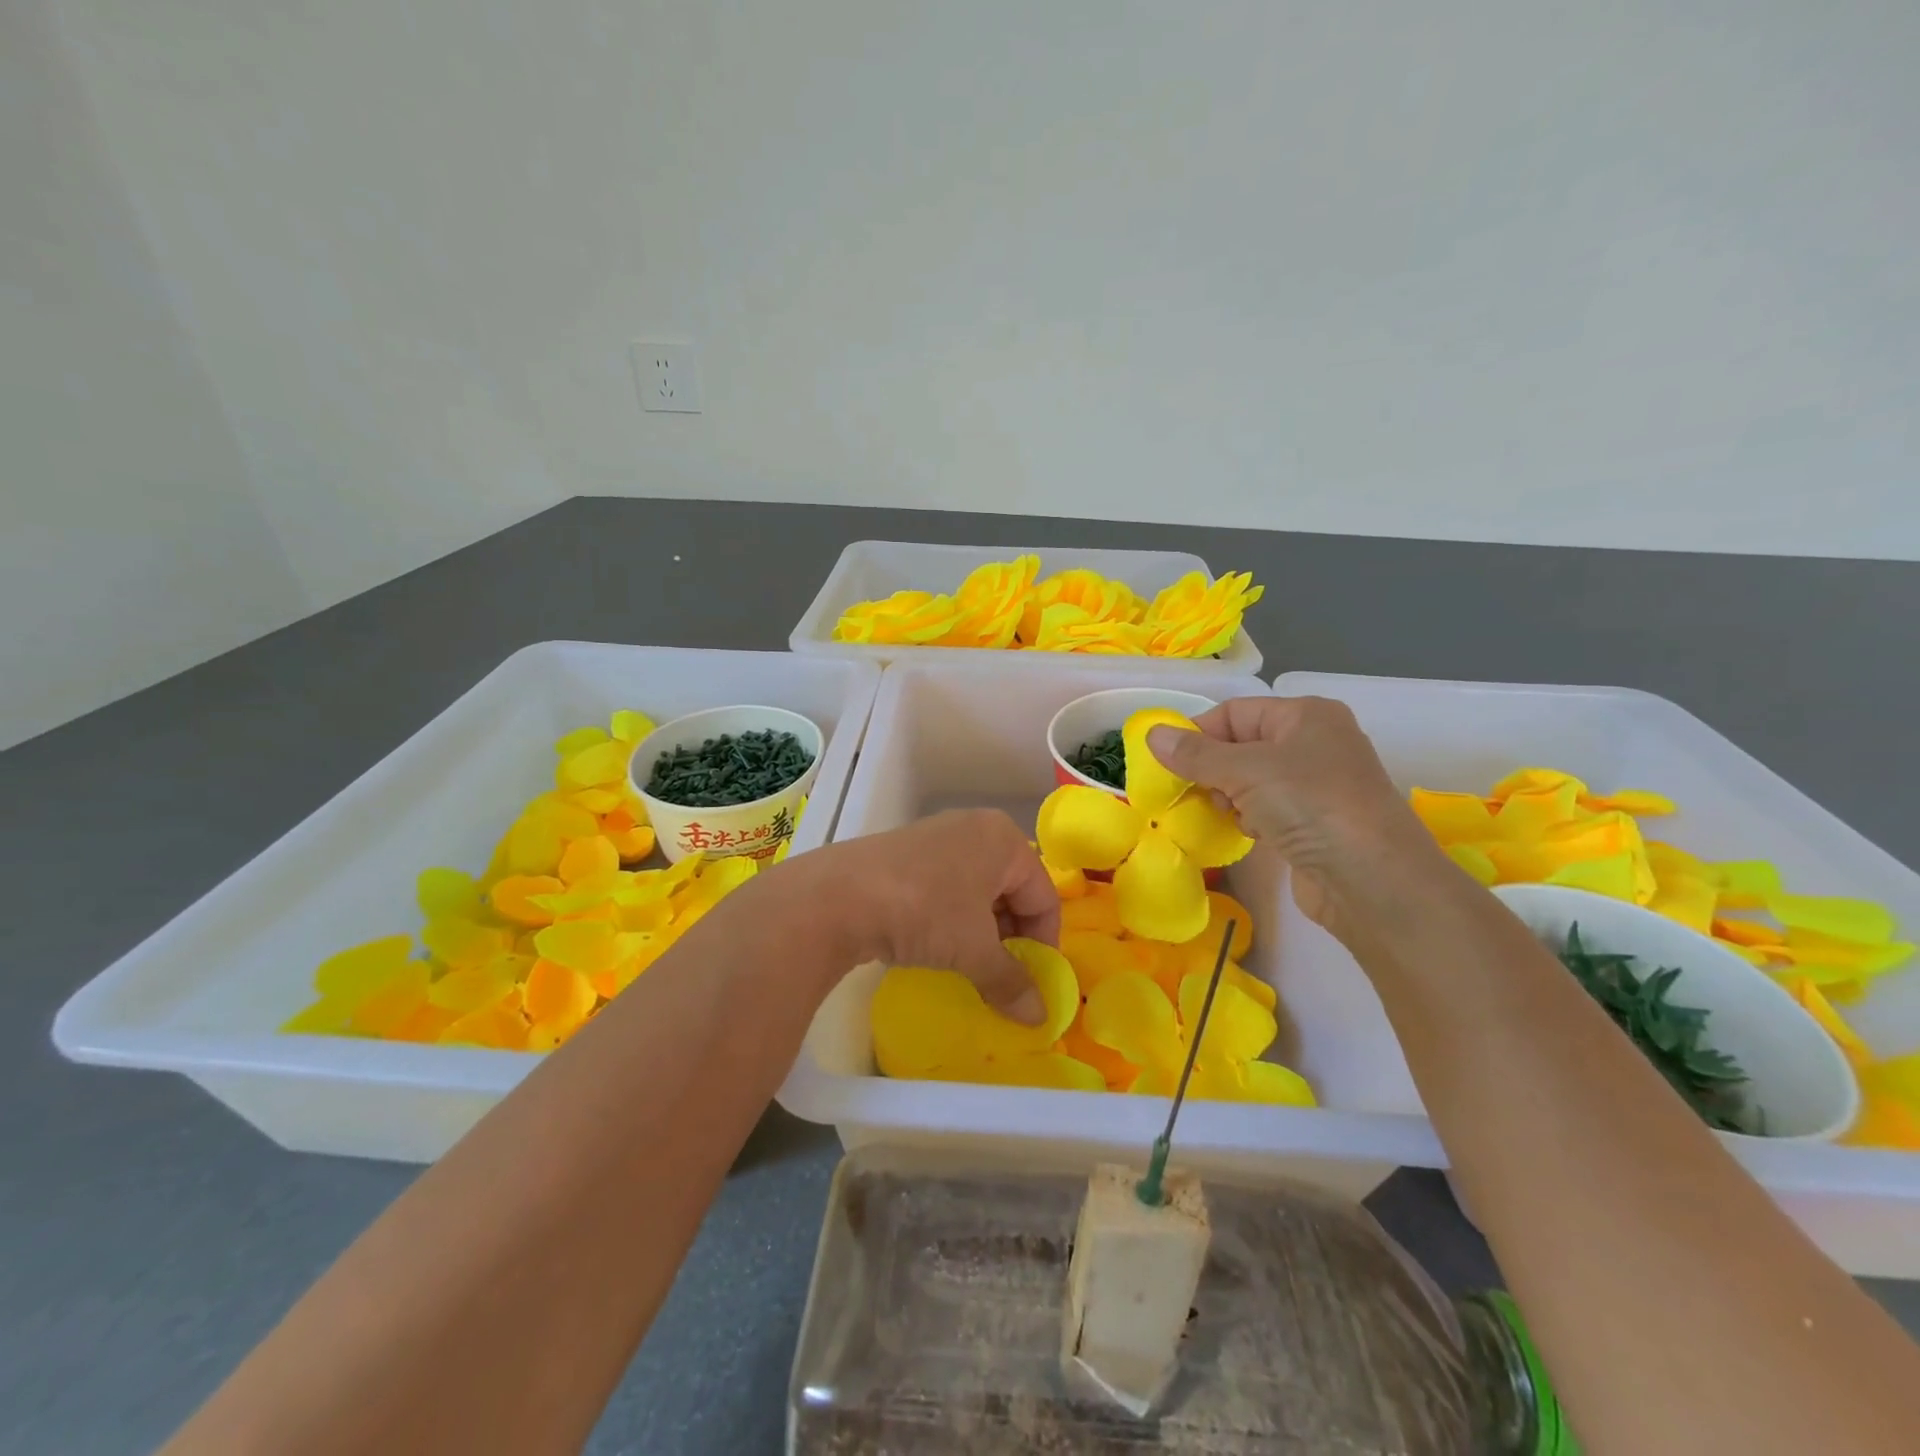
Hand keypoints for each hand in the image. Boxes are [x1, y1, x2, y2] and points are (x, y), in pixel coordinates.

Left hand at [818, 809, 1060, 1022]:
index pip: (1043, 896)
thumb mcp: (974, 950)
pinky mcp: (905, 855)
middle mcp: (974, 827)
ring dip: (980, 932)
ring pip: (976, 891)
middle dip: (1011, 938)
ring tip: (969, 966)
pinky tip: (935, 946)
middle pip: (1012, 890)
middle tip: (1000, 977)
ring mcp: (936, 838)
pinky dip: (950, 920)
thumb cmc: (924, 911)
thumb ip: (1011, 981)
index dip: (1044, 943)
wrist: (838, 897)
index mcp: (1003, 839)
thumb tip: (1040, 1018)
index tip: (1032, 982)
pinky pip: (945, 889)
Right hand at [1146, 697, 1453, 936]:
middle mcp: (1315, 743)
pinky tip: (1251, 833)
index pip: (1235, 712)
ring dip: (1230, 797)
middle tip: (1197, 792)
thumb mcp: (1245, 771)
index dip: (1199, 734)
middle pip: (1242, 746)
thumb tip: (1152, 735)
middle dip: (1213, 769)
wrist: (1372, 881)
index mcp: (1306, 716)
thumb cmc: (1310, 805)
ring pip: (1251, 780)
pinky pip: (1268, 809)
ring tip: (1229, 814)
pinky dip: (1251, 818)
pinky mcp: (1316, 823)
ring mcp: (1319, 785)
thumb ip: (1195, 754)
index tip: (1169, 763)